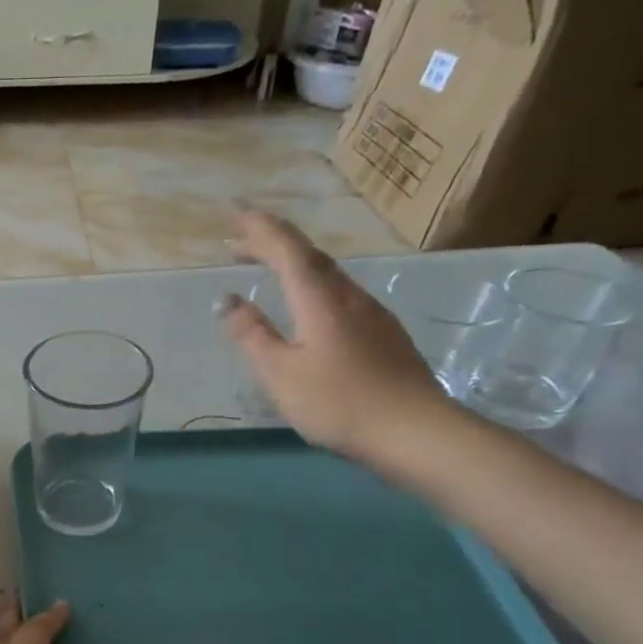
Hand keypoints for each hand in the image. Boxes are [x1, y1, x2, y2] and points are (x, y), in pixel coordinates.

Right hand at [222, 210, 451, 462]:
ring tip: (267, 270)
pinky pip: (339, 294)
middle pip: (308, 256)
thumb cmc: (339, 403)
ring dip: (293, 265)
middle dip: (272, 243)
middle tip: (238, 243)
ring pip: (327, 274)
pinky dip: (312, 286)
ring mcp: (371, 313)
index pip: (287, 249)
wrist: (415, 431)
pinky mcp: (383, 333)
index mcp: (320, 300)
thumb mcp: (281, 373)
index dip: (260, 228)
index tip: (236, 212)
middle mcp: (348, 295)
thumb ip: (252, 335)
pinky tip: (306, 308)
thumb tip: (227, 299)